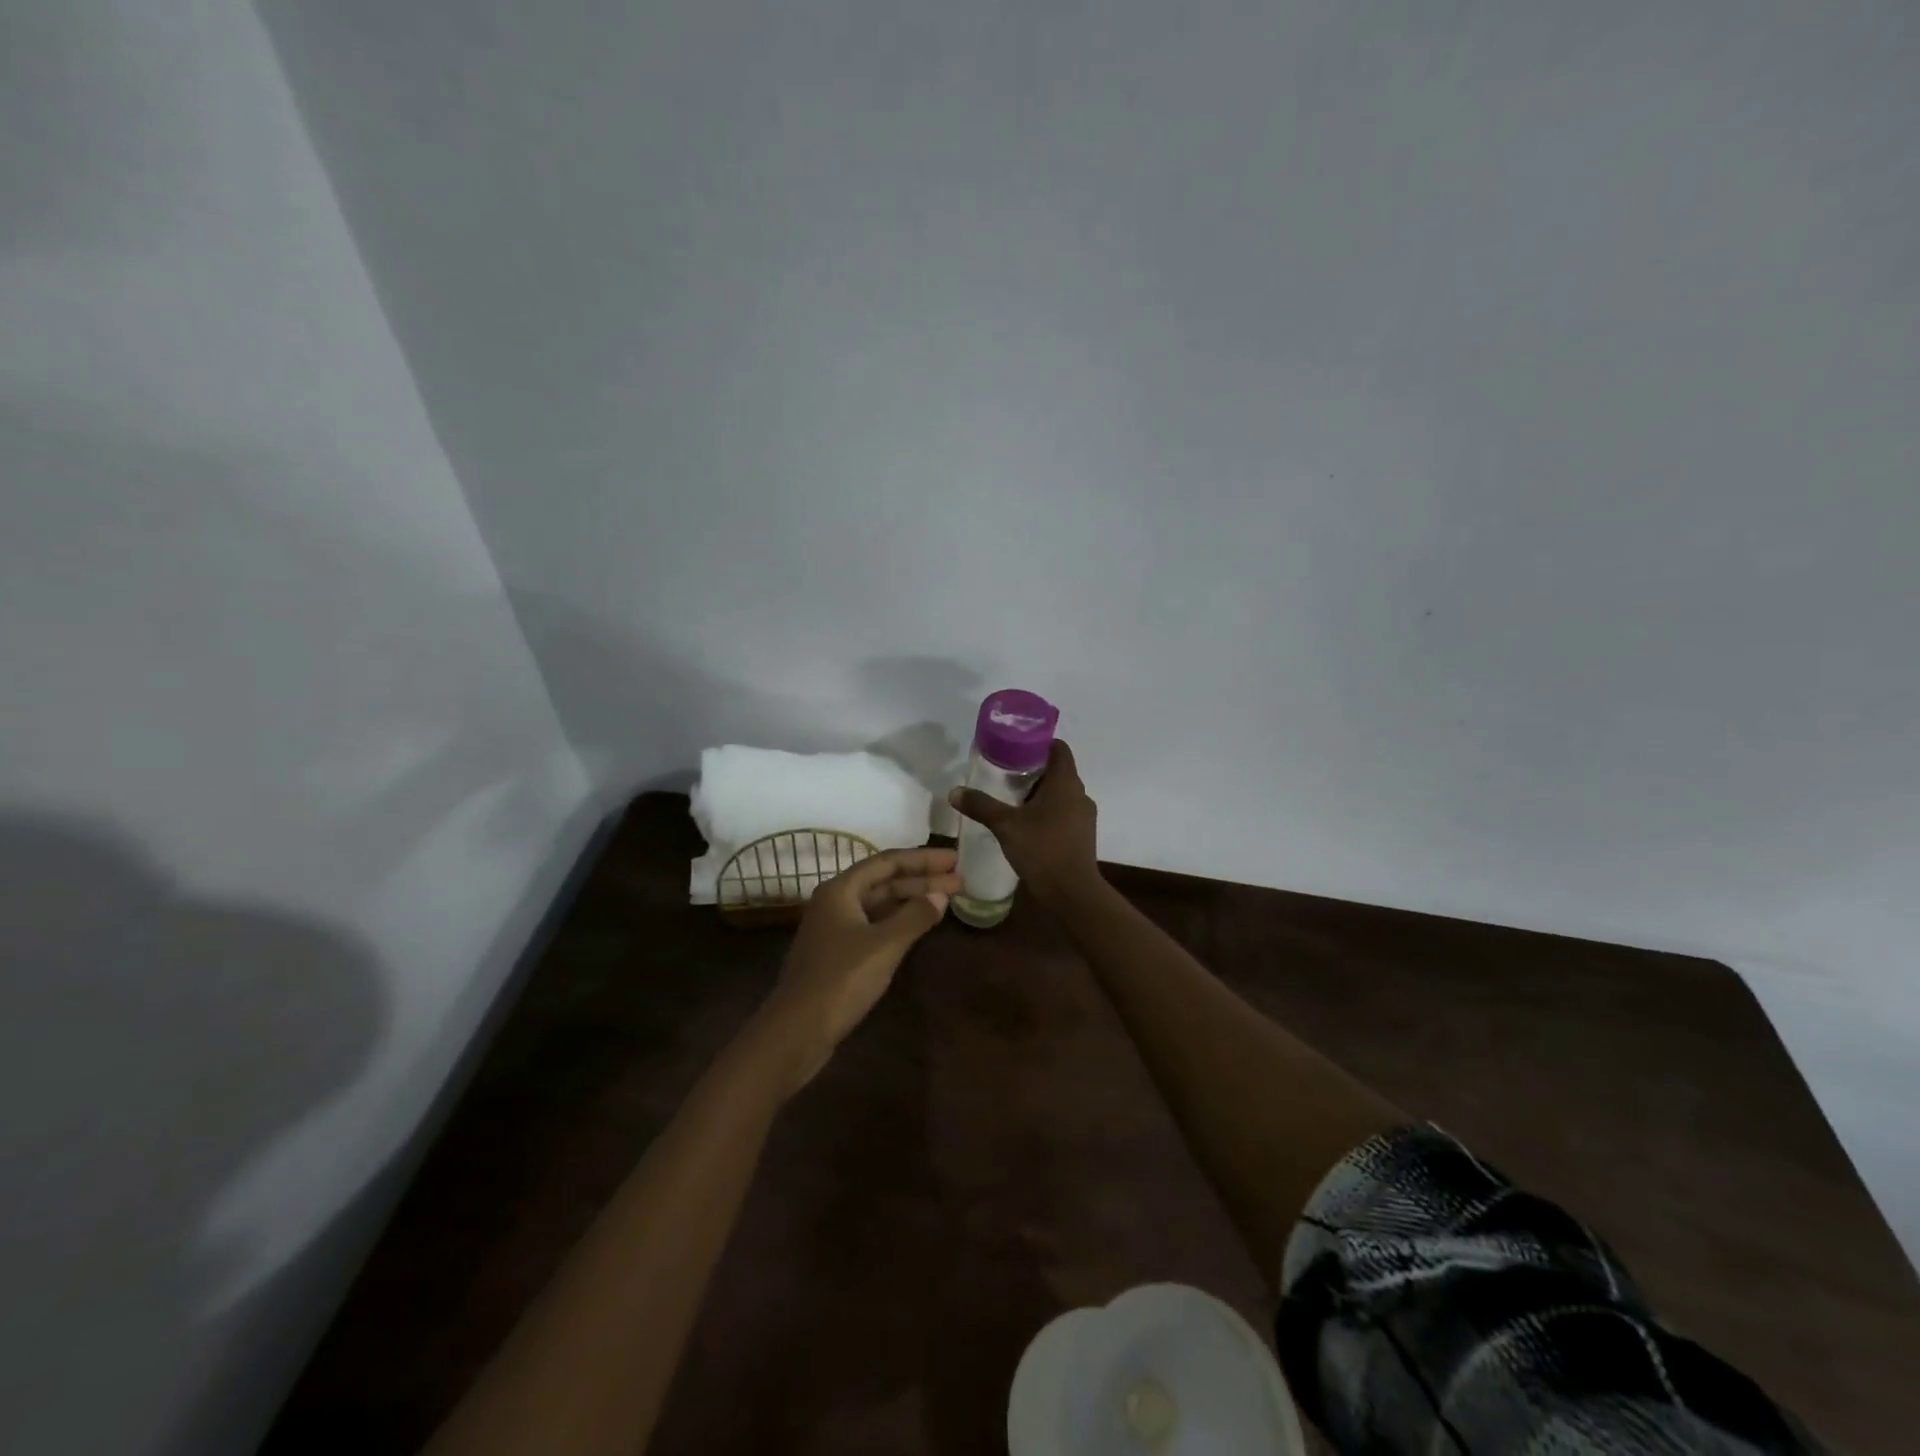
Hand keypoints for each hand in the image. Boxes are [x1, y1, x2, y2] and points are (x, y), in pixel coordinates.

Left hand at [758, 846, 961, 1092]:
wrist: (796, 1031)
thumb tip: (940, 896)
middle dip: (922, 880)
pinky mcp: (838, 954)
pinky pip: (874, 925)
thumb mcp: (884, 946)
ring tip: (946, 901)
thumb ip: (914, 916)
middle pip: (884, 881)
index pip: (888, 862)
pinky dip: (899, 922)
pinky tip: (919, 927)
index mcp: (840, 890)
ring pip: (880, 904)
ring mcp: (835, 929)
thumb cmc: (840, 980)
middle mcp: (835, 902)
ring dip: (911, 901)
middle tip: (959, 880)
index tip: (955, 859)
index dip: (923, 859)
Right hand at [948, 740, 1100, 905]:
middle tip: (1006, 775)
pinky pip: (1065, 813)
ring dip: (1040, 794)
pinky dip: (1048, 812)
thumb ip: (981, 805)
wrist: (1072, 892)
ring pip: (1062, 794)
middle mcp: (1079, 794)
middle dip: (1034, 771)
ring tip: (1012, 800)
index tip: (1016, 747)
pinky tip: (1027, 825)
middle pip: (1058, 771)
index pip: (1059, 748)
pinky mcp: (1083, 836)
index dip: (1039, 743)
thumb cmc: (1042, 849)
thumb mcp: (1005, 825)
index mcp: (1065, 783)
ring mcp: (1084, 816)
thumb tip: (954, 791)